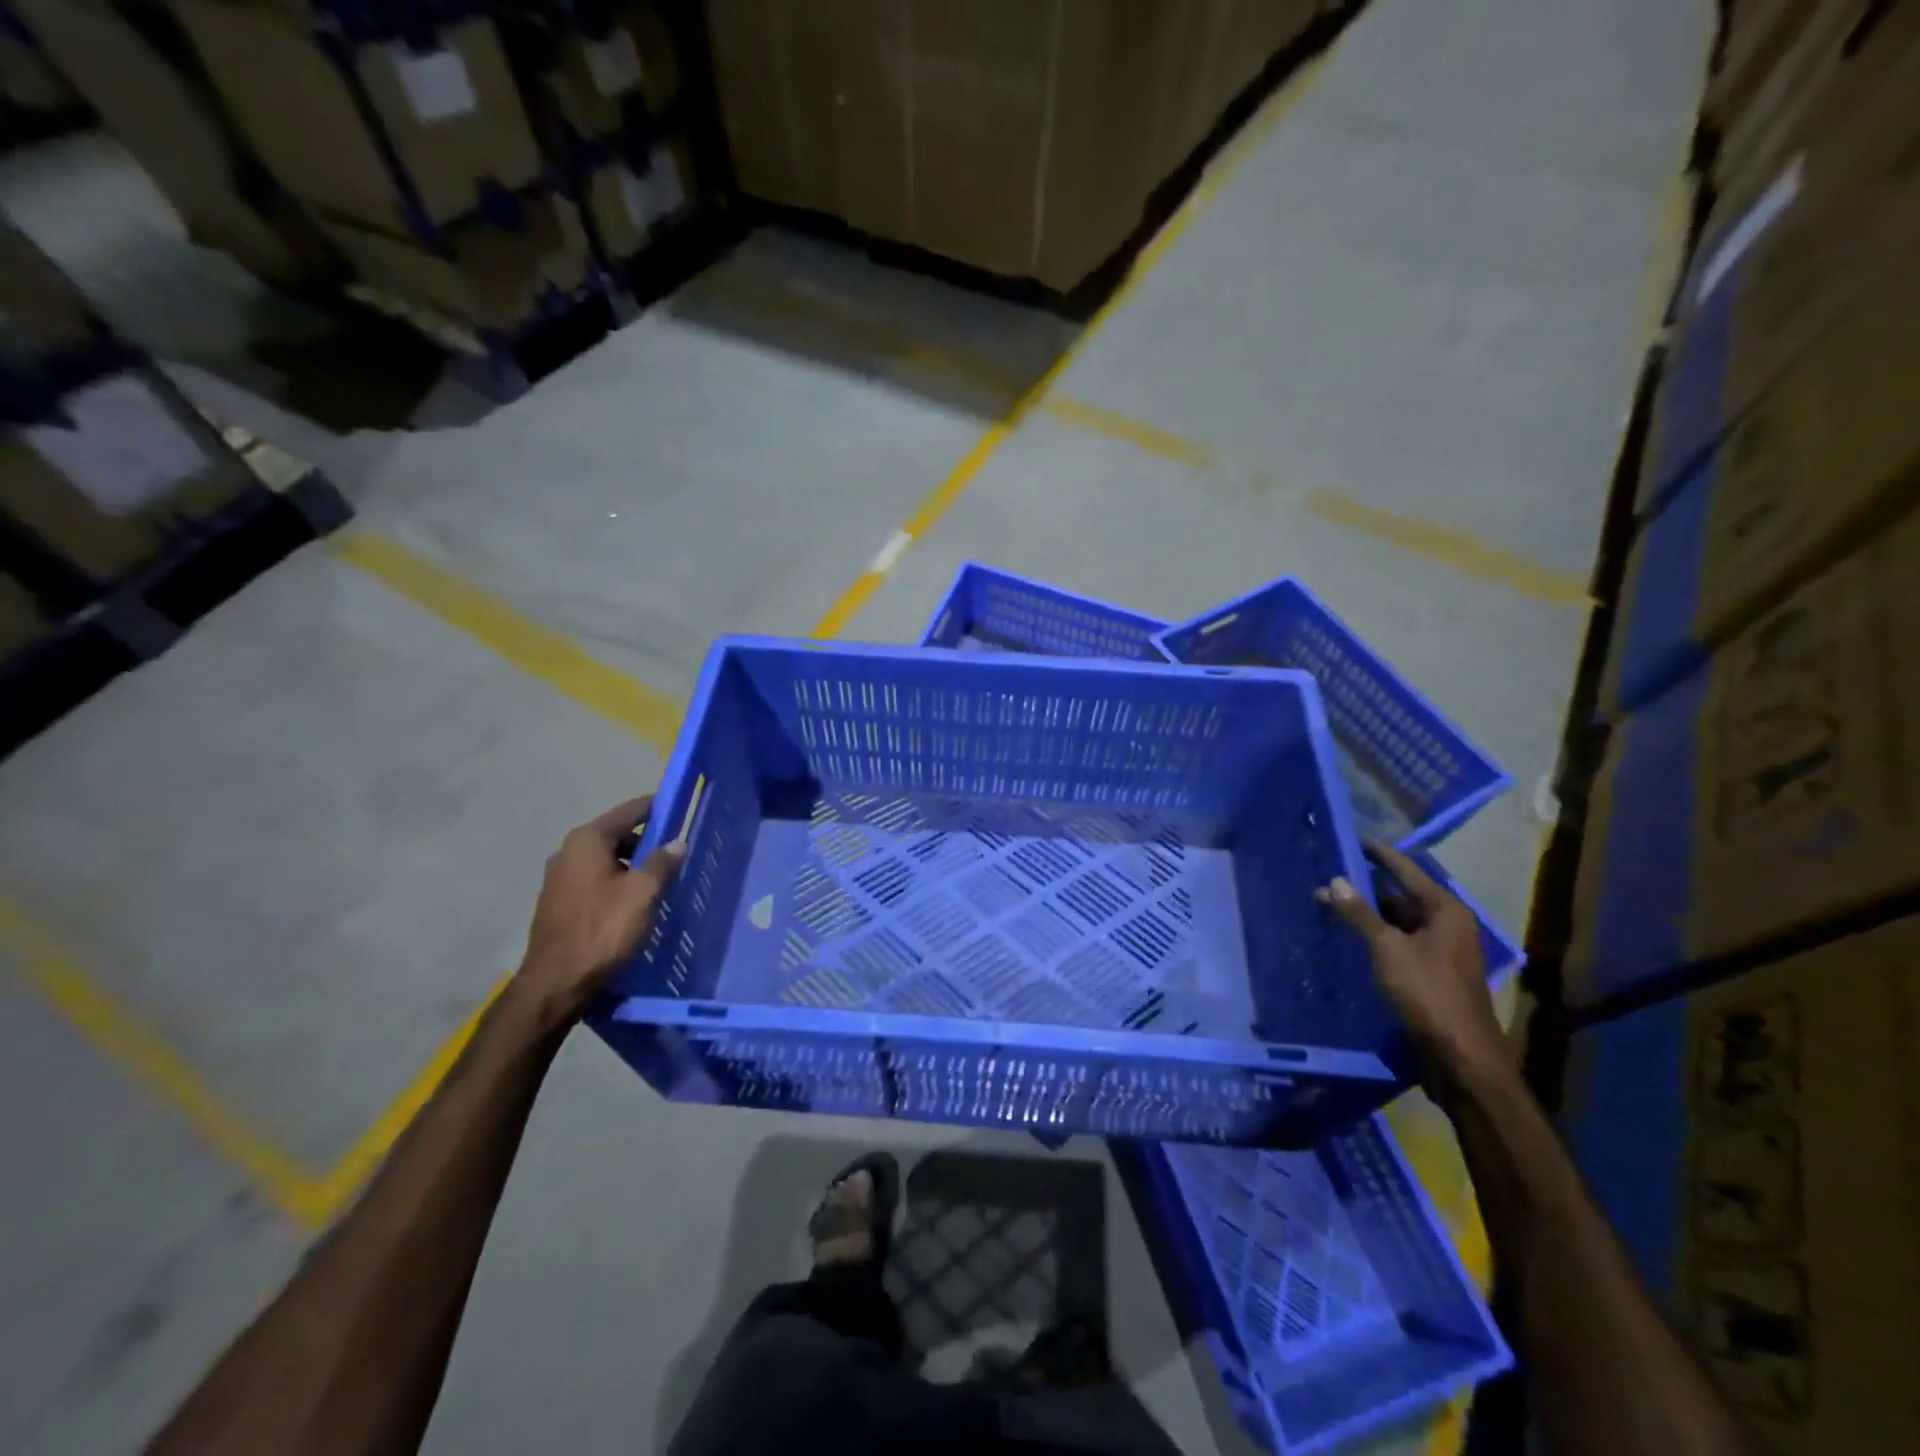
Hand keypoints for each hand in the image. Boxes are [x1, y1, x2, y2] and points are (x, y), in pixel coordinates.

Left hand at [515, 795, 684, 1026]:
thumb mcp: (643, 893)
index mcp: (588, 840)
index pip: (630, 810)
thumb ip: (662, 862)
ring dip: (632, 865)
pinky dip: (616, 882)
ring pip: (606, 859)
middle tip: (676, 853)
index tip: (682, 810)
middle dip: (647, 841)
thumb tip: (677, 842)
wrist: (556, 983)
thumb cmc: (603, 930)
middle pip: (617, 834)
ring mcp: (559, 877)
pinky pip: (595, 879)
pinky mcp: (558, 901)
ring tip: (659, 881)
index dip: (657, 809)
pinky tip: (633, 902)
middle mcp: (568, 851)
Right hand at [1318, 842, 1509, 1094]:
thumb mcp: (1388, 948)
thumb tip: (1334, 880)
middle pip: (1400, 894)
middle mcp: (1446, 925)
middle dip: (1364, 885)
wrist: (1460, 1057)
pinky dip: (1373, 936)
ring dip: (1366, 913)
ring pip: (1397, 921)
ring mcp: (1439, 951)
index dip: (1376, 853)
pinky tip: (1346, 936)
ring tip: (1327, 902)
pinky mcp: (1429, 974)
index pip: (1405, 869)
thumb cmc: (1427, 993)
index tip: (1348, 838)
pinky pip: (1396, 943)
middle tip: (1326, 873)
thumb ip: (1359, 913)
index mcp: (1445, 910)